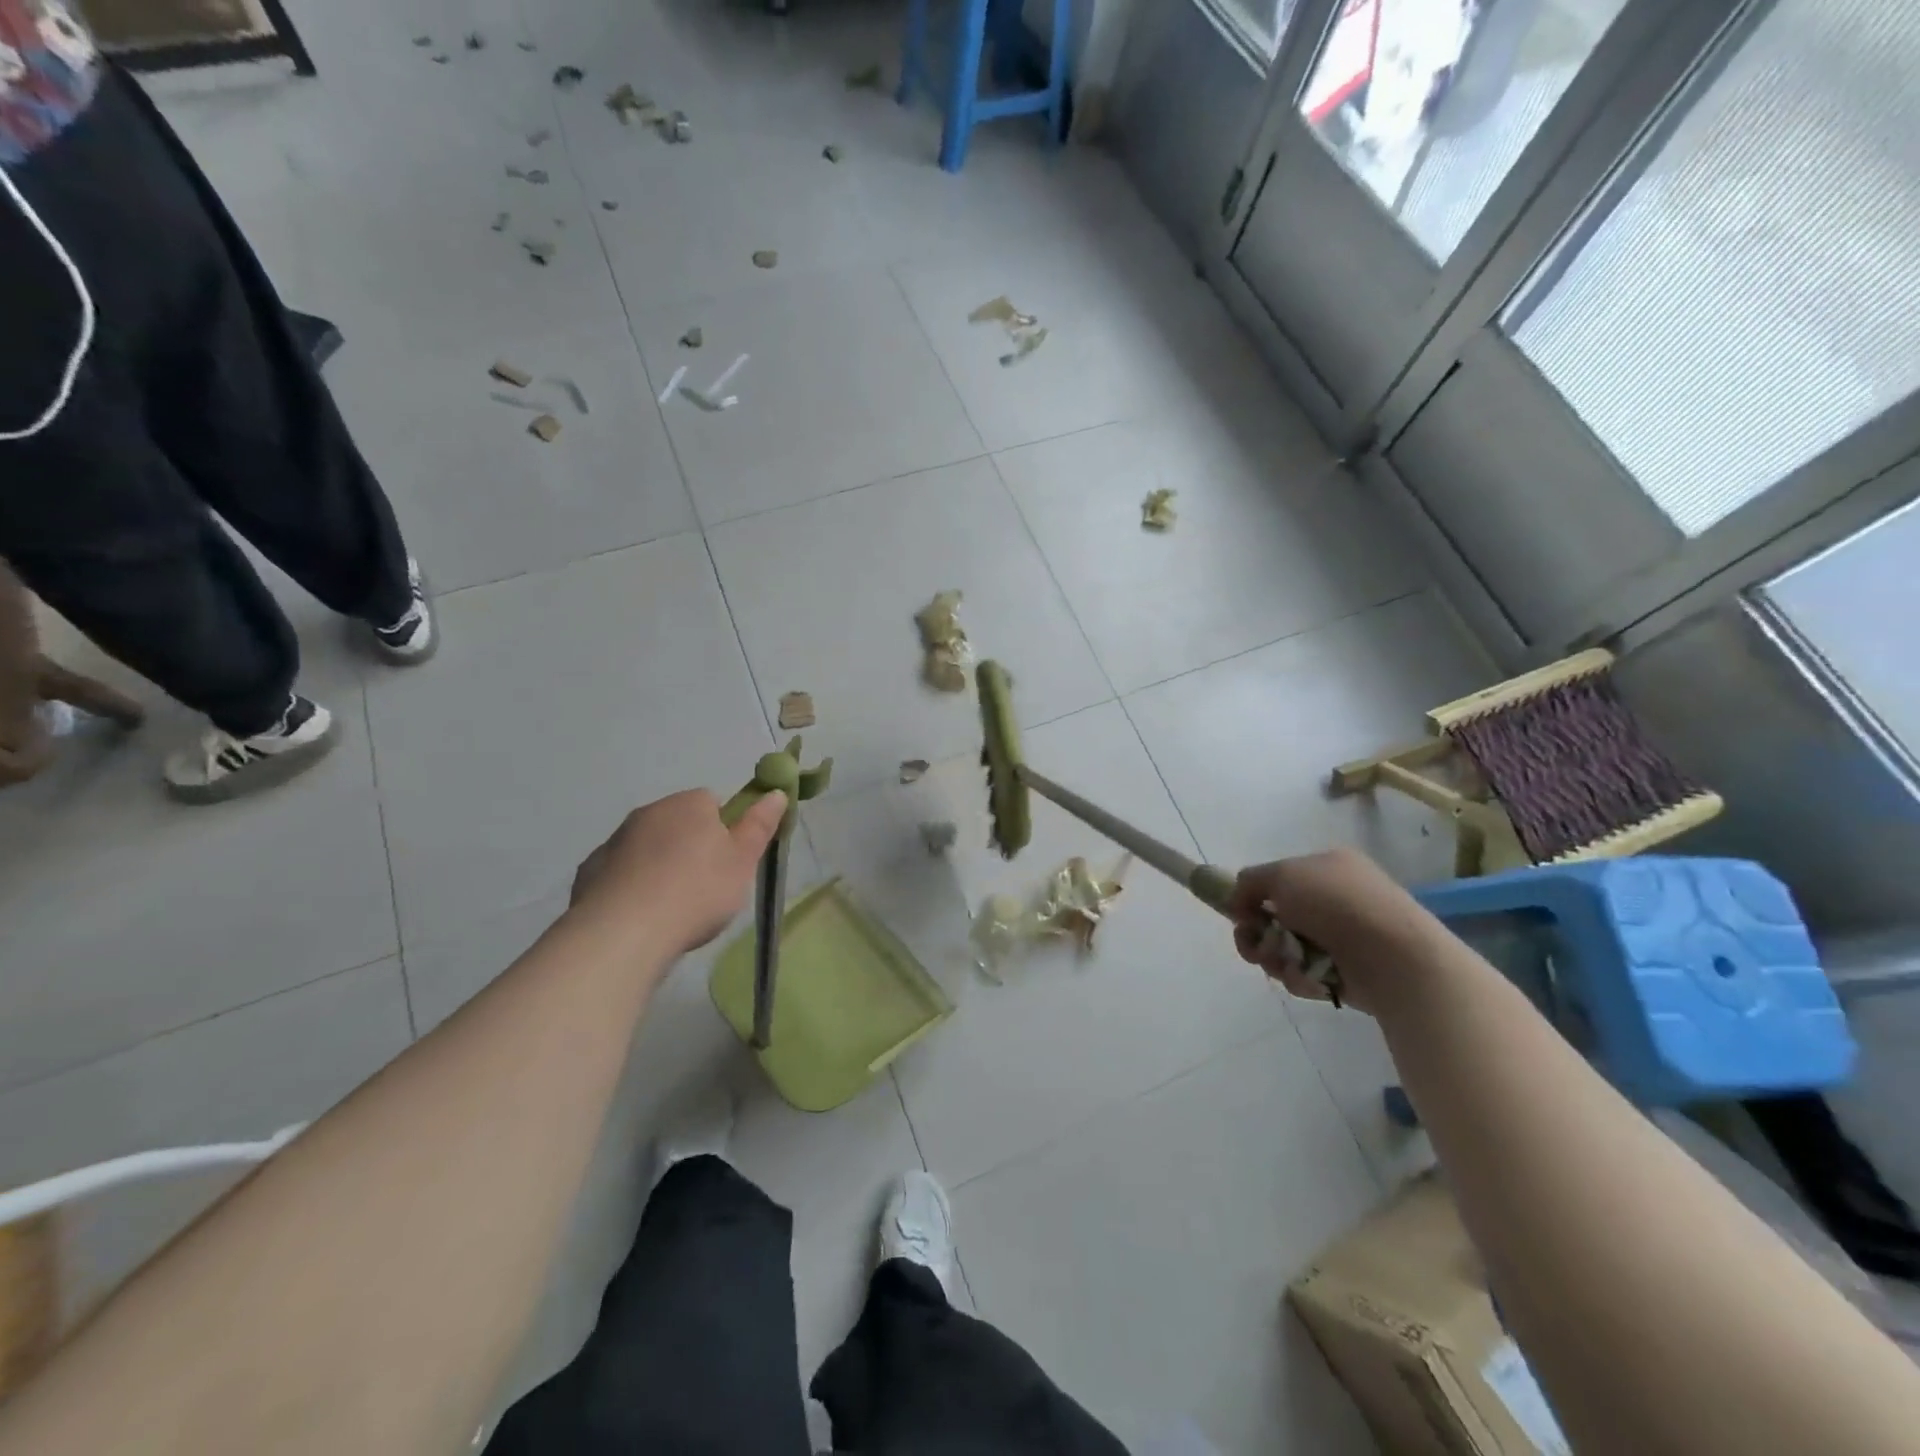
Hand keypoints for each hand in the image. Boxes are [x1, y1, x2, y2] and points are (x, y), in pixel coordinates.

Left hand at [569, 788, 787, 963]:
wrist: (624, 932)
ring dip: (659, 867)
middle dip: (691, 848)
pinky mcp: (590, 872)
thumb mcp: (743, 861)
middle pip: (678, 824)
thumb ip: (759, 825)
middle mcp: (648, 813)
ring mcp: (614, 841)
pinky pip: (620, 873)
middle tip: (706, 887)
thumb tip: (775, 793)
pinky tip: (641, 917)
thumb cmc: (697, 891)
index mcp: (688, 804)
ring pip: (647, 848)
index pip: (712, 802)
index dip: (724, 830)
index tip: (729, 861)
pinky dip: (631, 888)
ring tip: (672, 909)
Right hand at [1227, 848, 1433, 1013]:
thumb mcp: (1282, 875)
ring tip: (1286, 964)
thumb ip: (1250, 882)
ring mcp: (1343, 937)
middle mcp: (1336, 899)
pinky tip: (1310, 978)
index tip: (1240, 913)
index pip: (1278, 880)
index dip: (1253, 897)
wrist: (1394, 956)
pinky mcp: (1348, 972)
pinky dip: (1301, 977)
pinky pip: (1307, 974)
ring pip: (1286, 949)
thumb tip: (1238, 901)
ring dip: (1275, 957)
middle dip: (1257, 934)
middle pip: (1275, 918)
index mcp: (1327, 867)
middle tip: (1253, 945)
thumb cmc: (1336, 903)